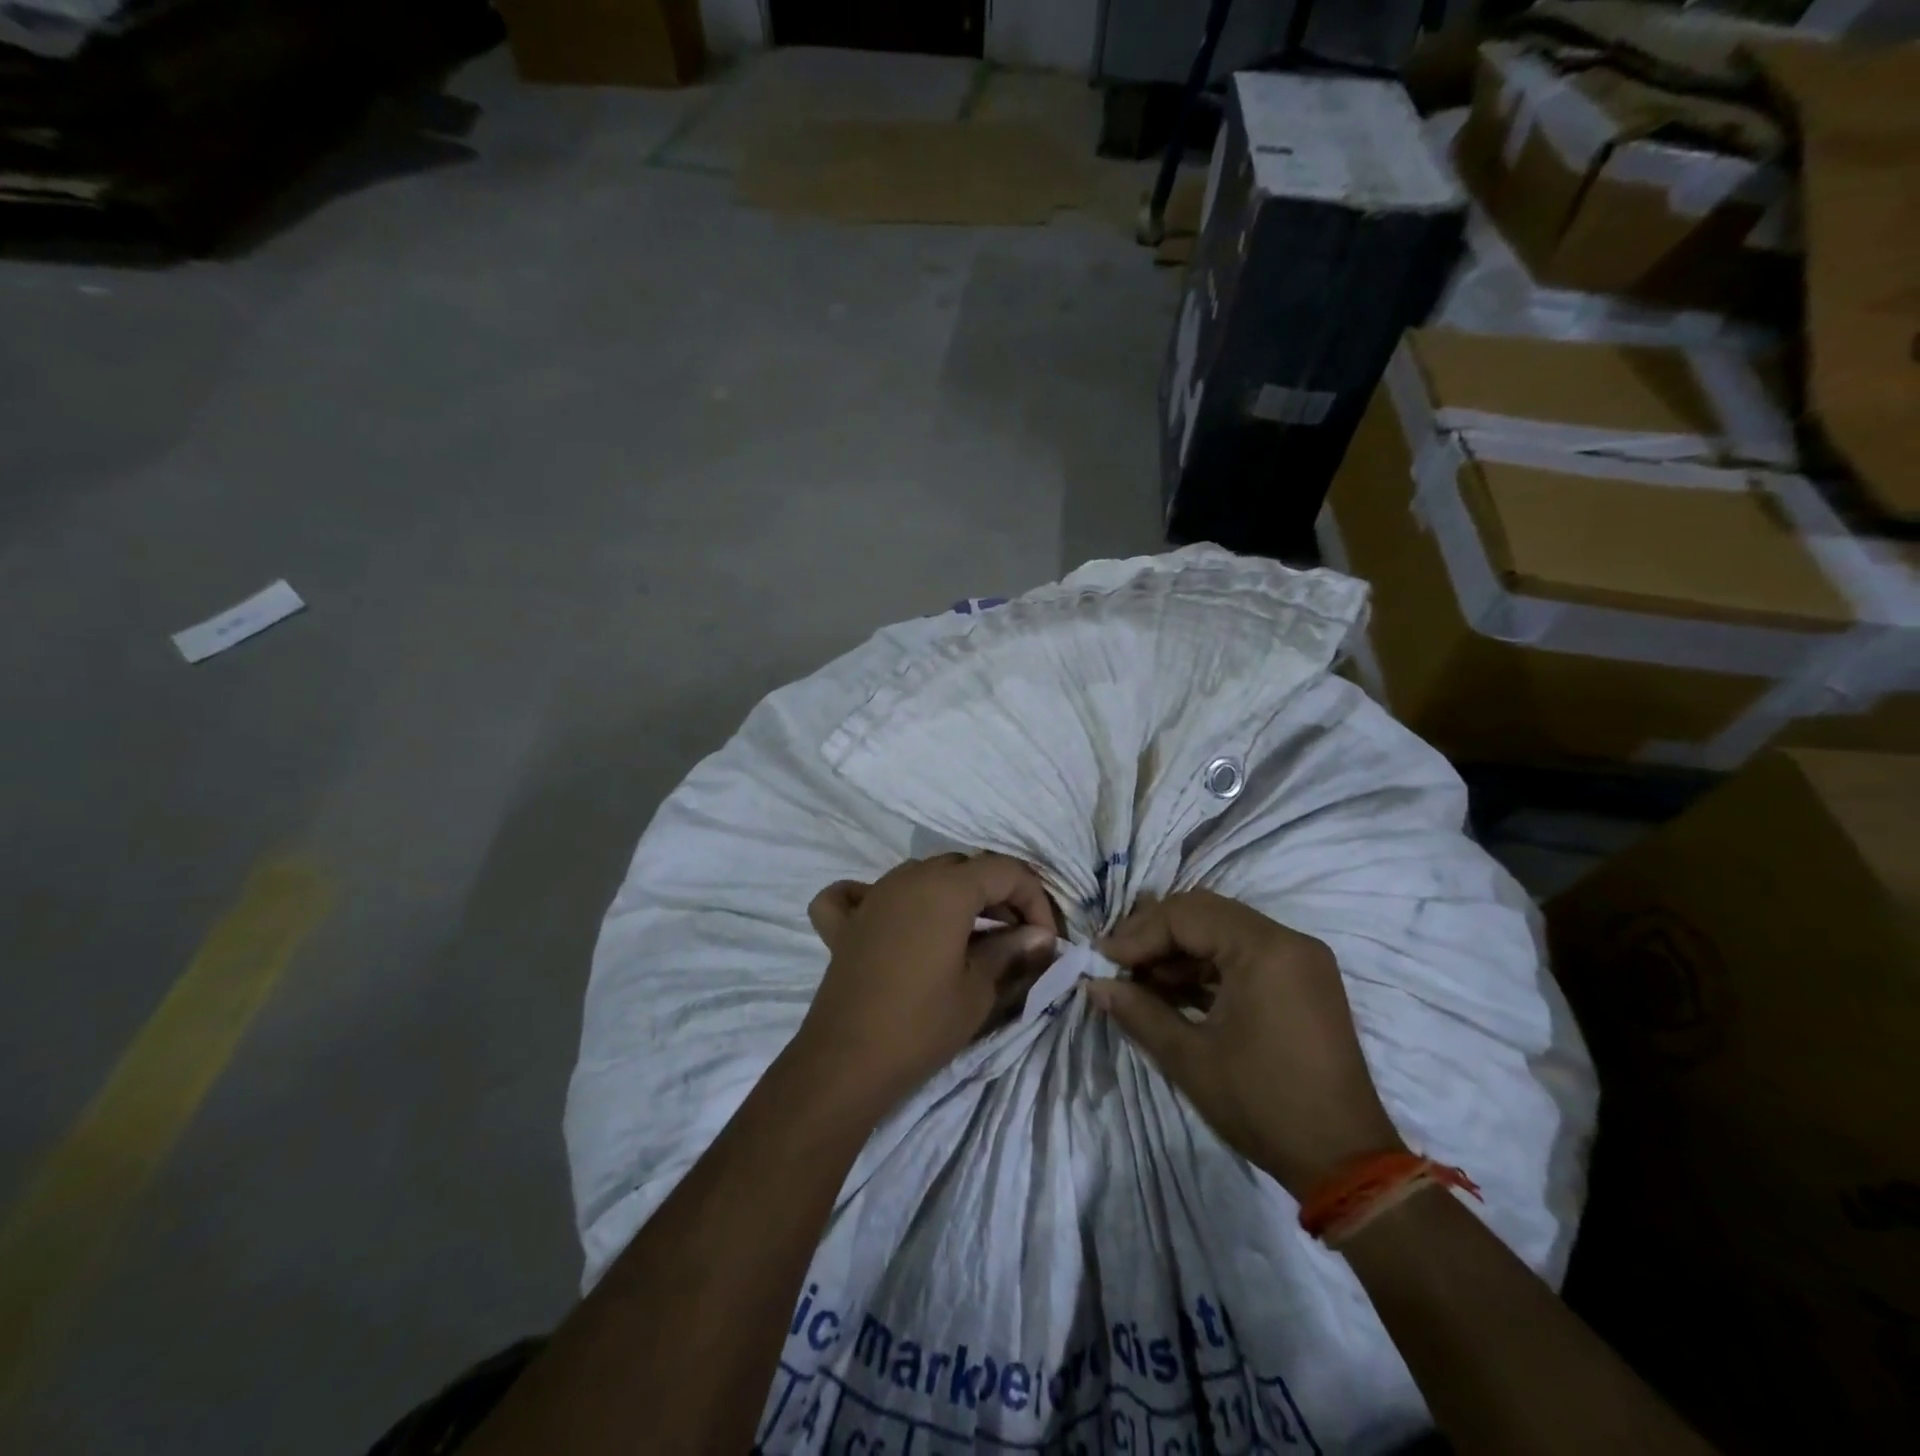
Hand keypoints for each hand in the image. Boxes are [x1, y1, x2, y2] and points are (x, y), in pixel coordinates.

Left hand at [793, 854, 1060, 1114]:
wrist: (847, 1062)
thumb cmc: (922, 1025)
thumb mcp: (979, 989)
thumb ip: (1011, 951)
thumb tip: (1039, 937)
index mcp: (947, 887)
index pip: (1006, 871)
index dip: (1035, 900)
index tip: (1045, 940)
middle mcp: (909, 878)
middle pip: (965, 868)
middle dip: (998, 895)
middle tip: (1016, 938)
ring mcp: (873, 895)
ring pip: (922, 875)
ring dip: (952, 895)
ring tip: (970, 934)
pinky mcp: (845, 922)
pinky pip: (860, 893)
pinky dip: (881, 899)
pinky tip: (890, 920)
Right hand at [1088, 890, 1403, 1197]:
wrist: (1346, 1163)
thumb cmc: (1263, 1104)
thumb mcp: (1190, 1059)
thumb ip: (1138, 1012)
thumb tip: (1094, 985)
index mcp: (1265, 949)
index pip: (1186, 915)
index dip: (1138, 933)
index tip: (1102, 959)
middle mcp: (1288, 940)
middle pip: (1206, 913)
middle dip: (1156, 935)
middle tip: (1117, 962)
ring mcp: (1301, 960)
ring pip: (1224, 931)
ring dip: (1180, 951)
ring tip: (1140, 981)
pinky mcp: (1304, 982)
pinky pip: (1246, 955)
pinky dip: (1208, 967)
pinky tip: (1175, 992)